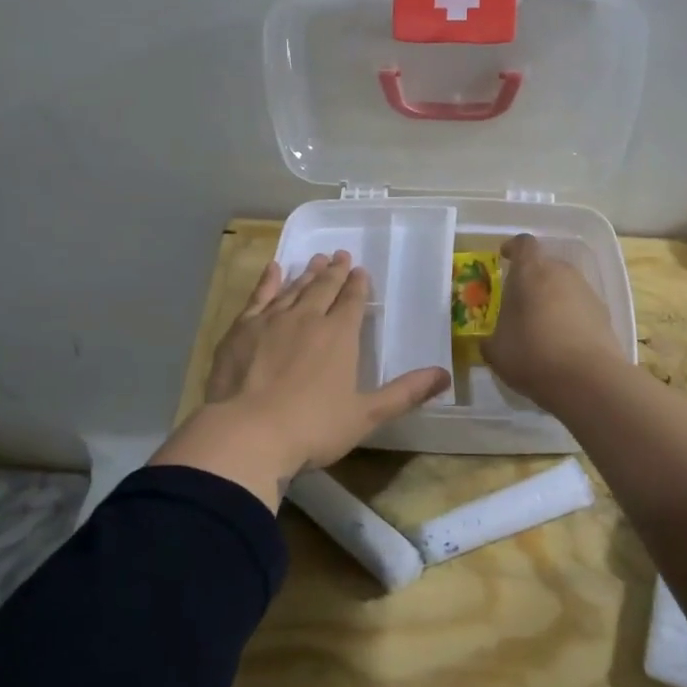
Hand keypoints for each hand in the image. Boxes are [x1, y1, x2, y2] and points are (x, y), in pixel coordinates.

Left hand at [150, 252, 450, 508]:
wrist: (248, 432)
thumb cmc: (313, 427)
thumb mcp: (366, 415)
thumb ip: (405, 393)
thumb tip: (445, 375)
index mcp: (339, 336)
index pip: (352, 301)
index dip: (358, 285)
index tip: (360, 270)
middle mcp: (308, 318)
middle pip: (324, 288)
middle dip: (334, 271)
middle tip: (340, 254)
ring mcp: (271, 320)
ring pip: (294, 289)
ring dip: (306, 273)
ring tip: (315, 260)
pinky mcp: (242, 329)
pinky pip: (259, 296)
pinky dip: (268, 281)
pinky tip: (273, 269)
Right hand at [483, 233, 627, 408]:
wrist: (588, 380)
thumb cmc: (532, 355)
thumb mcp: (497, 351)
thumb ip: (491, 339)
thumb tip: (489, 341)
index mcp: (530, 272)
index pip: (523, 244)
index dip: (513, 248)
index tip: (505, 257)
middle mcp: (561, 273)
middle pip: (546, 265)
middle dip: (532, 279)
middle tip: (520, 302)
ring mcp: (586, 292)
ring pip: (565, 286)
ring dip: (553, 299)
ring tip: (542, 327)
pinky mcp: (605, 314)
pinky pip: (581, 307)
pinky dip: (571, 317)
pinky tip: (563, 343)